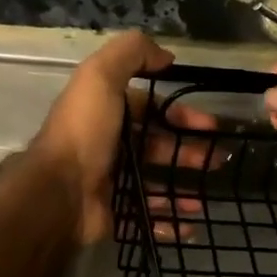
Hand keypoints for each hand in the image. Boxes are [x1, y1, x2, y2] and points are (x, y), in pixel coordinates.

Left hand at [29, 31, 211, 243]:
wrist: (59, 192)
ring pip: (157, 181)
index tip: (209, 125)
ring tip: (208, 194)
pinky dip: (171, 220)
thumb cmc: (84, 132)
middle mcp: (109, 145)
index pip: (150, 109)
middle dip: (189, 150)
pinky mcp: (116, 213)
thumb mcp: (100, 77)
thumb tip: (165, 56)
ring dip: (184, 184)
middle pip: (158, 145)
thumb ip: (131, 53)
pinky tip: (192, 222)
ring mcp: (112, 181)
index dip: (180, 113)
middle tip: (217, 159)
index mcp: (106, 112)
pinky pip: (150, 217)